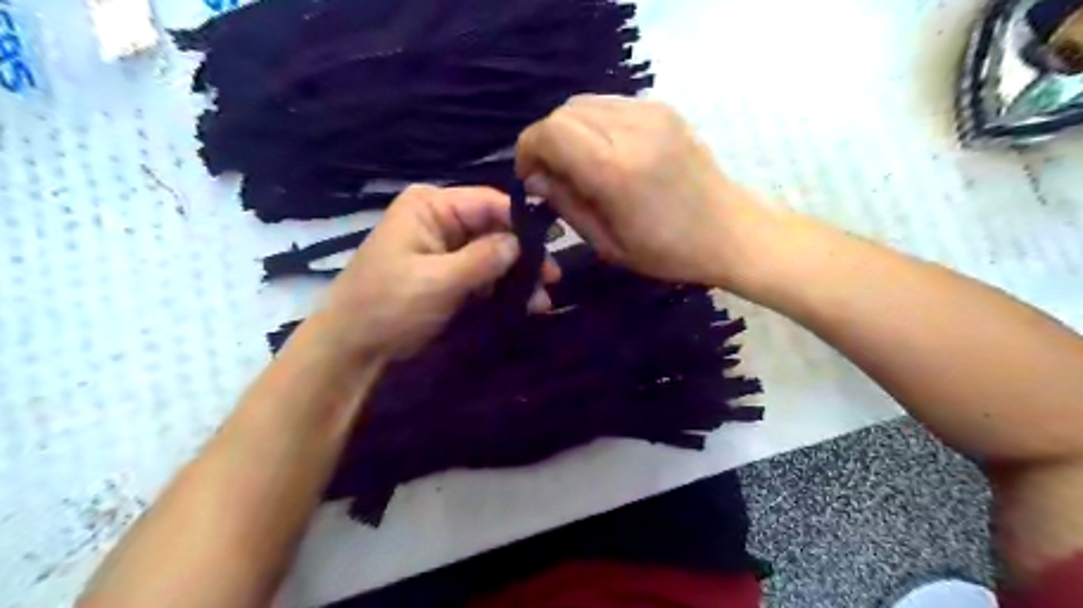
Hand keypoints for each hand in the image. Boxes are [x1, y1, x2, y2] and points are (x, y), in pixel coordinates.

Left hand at [319, 186, 558, 361]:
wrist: (353, 346)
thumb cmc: (389, 305)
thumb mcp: (438, 281)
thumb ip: (483, 259)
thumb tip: (522, 243)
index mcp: (431, 207)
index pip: (489, 203)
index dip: (522, 223)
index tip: (554, 245)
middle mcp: (440, 219)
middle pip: (494, 229)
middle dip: (523, 256)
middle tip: (552, 280)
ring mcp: (444, 247)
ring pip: (492, 253)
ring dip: (517, 276)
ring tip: (542, 301)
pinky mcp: (447, 272)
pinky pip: (482, 274)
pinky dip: (502, 289)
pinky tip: (524, 304)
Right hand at [519, 92, 767, 284]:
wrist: (730, 231)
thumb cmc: (667, 252)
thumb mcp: (607, 244)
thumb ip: (566, 204)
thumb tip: (535, 178)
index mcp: (615, 170)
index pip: (549, 132)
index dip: (528, 150)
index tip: (531, 178)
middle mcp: (632, 129)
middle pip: (563, 112)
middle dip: (547, 141)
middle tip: (555, 175)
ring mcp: (652, 113)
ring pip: (585, 103)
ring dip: (570, 131)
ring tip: (581, 165)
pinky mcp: (664, 109)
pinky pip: (611, 105)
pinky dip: (595, 125)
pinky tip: (607, 153)